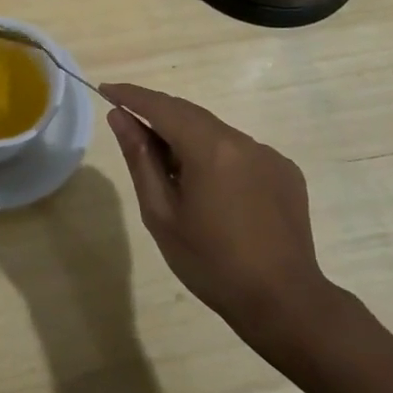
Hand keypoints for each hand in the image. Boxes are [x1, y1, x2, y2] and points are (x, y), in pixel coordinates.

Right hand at [99, 82, 340, 339]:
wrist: (284, 302)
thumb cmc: (211, 263)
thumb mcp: (162, 214)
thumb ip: (140, 159)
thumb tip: (120, 117)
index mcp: (210, 149)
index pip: (162, 107)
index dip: (132, 96)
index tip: (106, 90)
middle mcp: (242, 141)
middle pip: (190, 115)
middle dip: (157, 116)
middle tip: (129, 129)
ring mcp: (269, 155)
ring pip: (216, 133)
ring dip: (188, 140)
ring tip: (170, 173)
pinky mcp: (285, 172)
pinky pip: (241, 152)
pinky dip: (216, 157)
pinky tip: (212, 192)